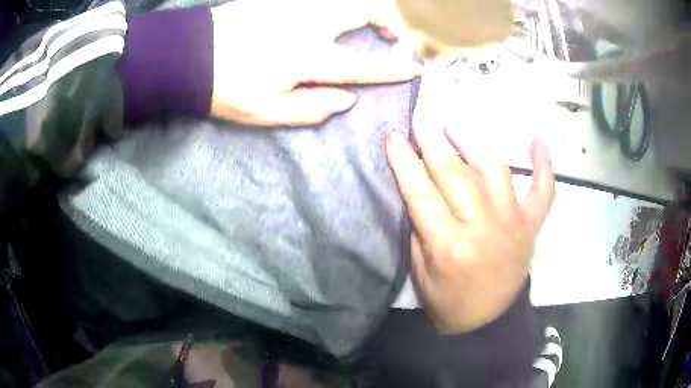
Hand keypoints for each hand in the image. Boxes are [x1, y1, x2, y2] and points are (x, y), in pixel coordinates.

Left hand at [210, 0, 421, 126]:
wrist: (188, 58)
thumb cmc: (224, 89)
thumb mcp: (265, 112)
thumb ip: (311, 108)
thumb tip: (347, 99)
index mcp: (305, 57)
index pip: (360, 64)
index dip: (390, 69)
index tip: (412, 70)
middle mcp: (307, 23)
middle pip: (362, 11)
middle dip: (388, 20)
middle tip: (395, 34)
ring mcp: (292, 5)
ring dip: (367, 7)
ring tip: (374, 20)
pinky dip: (340, 2)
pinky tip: (341, 11)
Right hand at [385, 127, 554, 333]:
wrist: (488, 322)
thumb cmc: (448, 301)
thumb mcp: (421, 272)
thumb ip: (421, 229)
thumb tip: (419, 186)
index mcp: (449, 246)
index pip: (421, 193)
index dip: (404, 161)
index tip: (393, 136)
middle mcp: (483, 228)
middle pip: (455, 174)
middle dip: (433, 141)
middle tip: (421, 118)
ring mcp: (513, 223)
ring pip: (494, 170)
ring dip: (473, 141)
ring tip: (455, 124)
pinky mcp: (531, 225)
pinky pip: (543, 191)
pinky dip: (544, 165)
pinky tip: (536, 141)